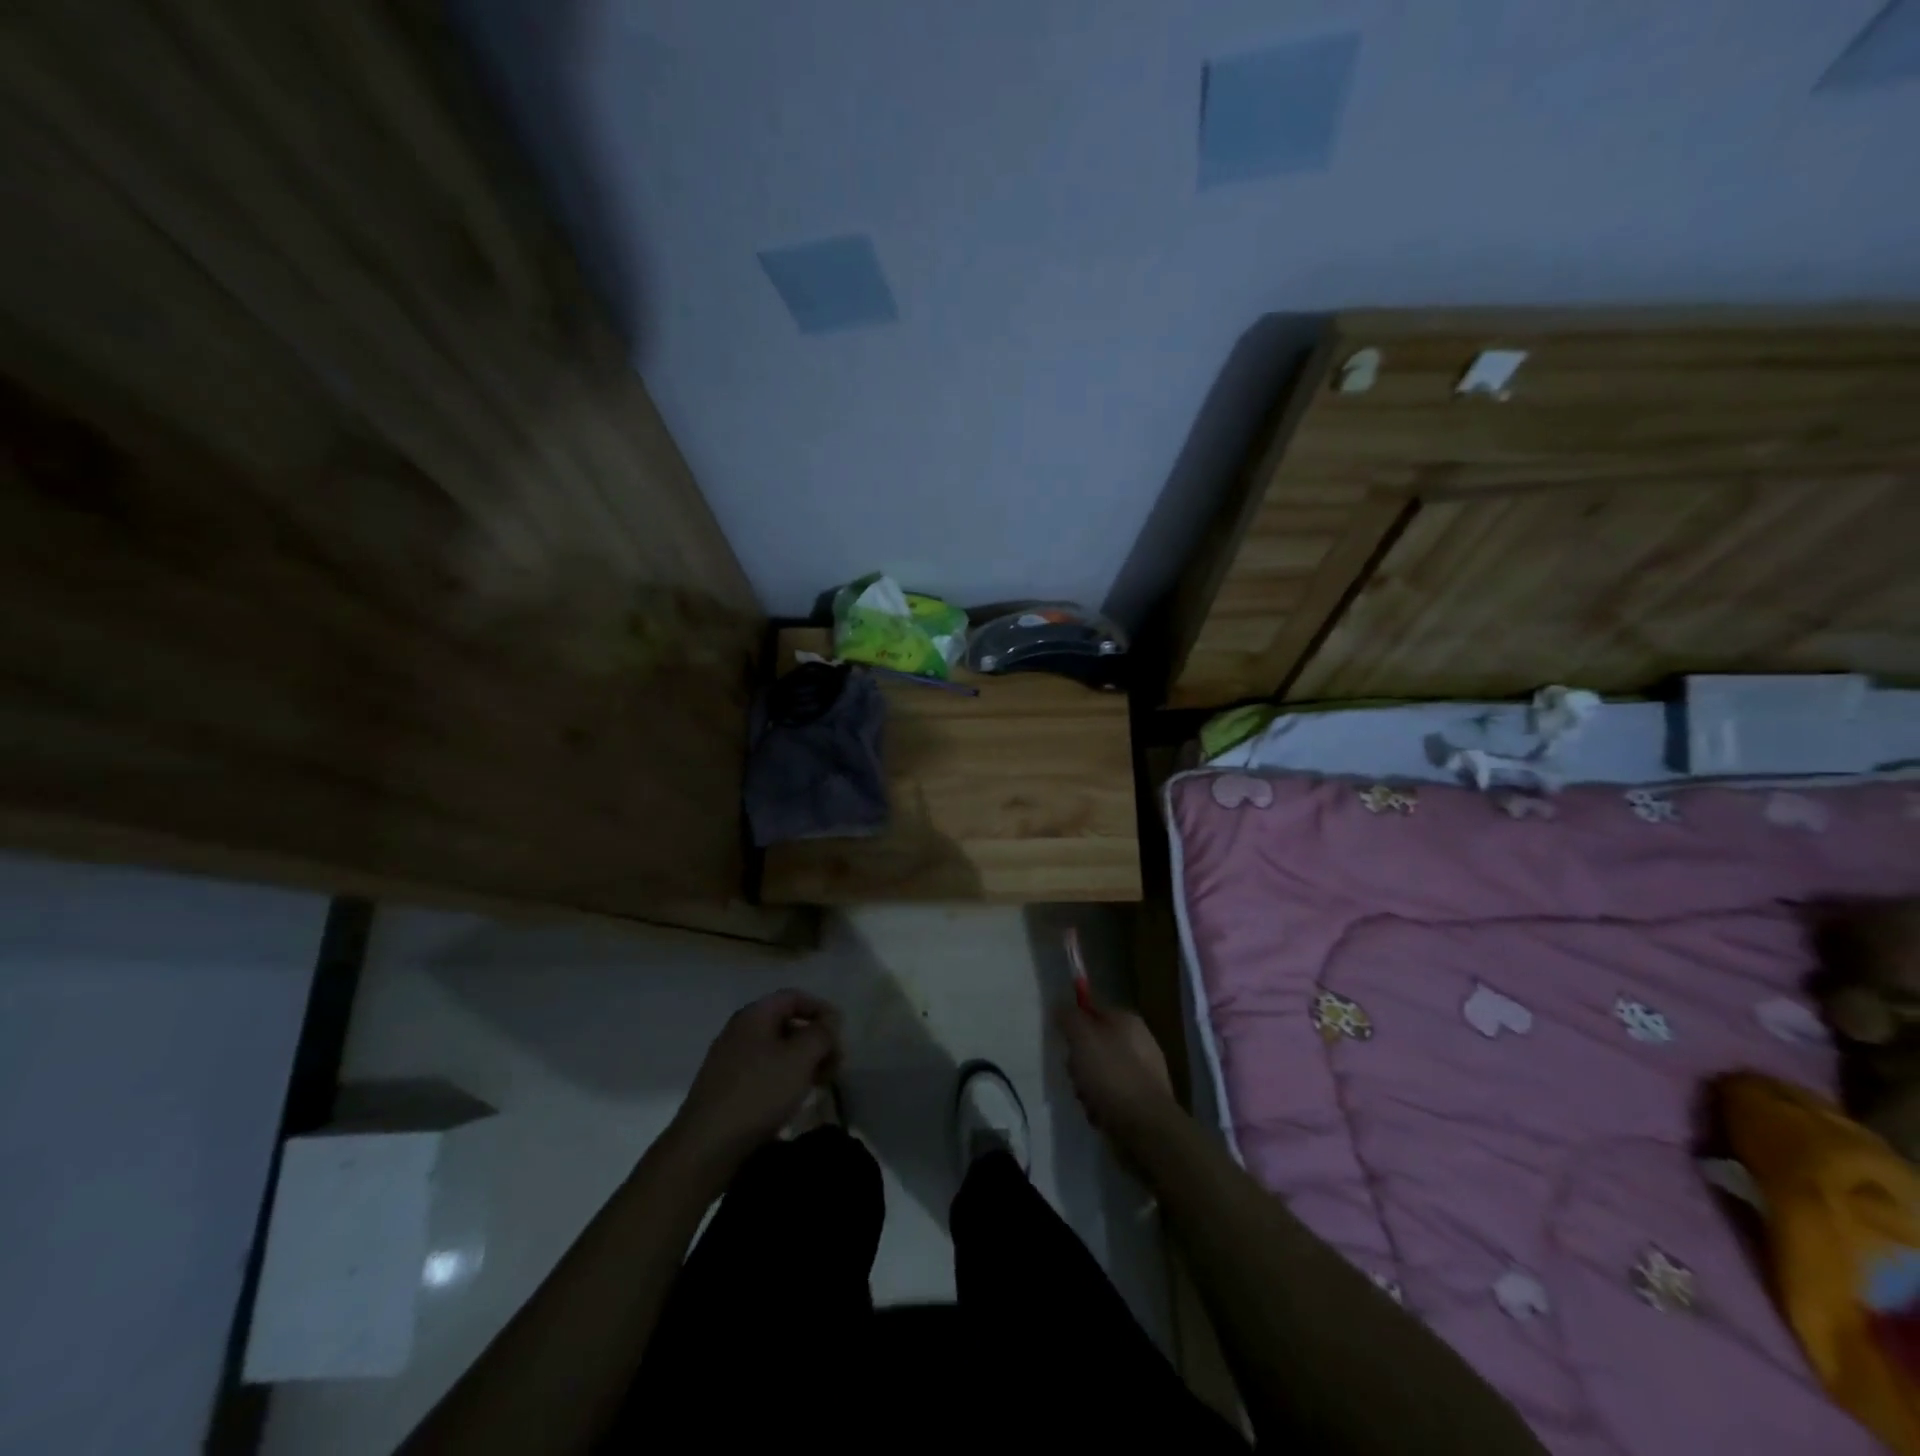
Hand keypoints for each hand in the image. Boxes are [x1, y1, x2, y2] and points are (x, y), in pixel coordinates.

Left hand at [672, 990, 842, 1168]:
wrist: (705, 1148)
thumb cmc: (758, 1093)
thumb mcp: (800, 1058)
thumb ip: (821, 1034)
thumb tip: (830, 1020)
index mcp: (754, 1016)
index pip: (794, 997)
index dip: (821, 1009)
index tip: (841, 1032)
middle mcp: (739, 1031)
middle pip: (786, 1023)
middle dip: (815, 1039)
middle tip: (835, 1064)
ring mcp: (729, 1061)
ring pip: (776, 1050)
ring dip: (802, 1061)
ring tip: (820, 1084)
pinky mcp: (726, 1089)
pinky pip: (763, 1071)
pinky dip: (785, 1078)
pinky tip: (794, 1099)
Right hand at [1056, 995, 1177, 1146]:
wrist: (1146, 1125)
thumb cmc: (1112, 1074)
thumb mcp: (1082, 1038)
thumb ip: (1069, 1017)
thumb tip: (1062, 1007)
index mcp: (1127, 1021)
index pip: (1093, 1012)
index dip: (1075, 1026)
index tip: (1066, 1044)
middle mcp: (1140, 1041)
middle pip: (1096, 1045)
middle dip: (1080, 1063)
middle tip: (1076, 1076)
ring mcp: (1145, 1072)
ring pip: (1102, 1072)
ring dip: (1088, 1087)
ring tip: (1087, 1100)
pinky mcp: (1145, 1100)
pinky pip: (1114, 1095)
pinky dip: (1103, 1104)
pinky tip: (1100, 1114)